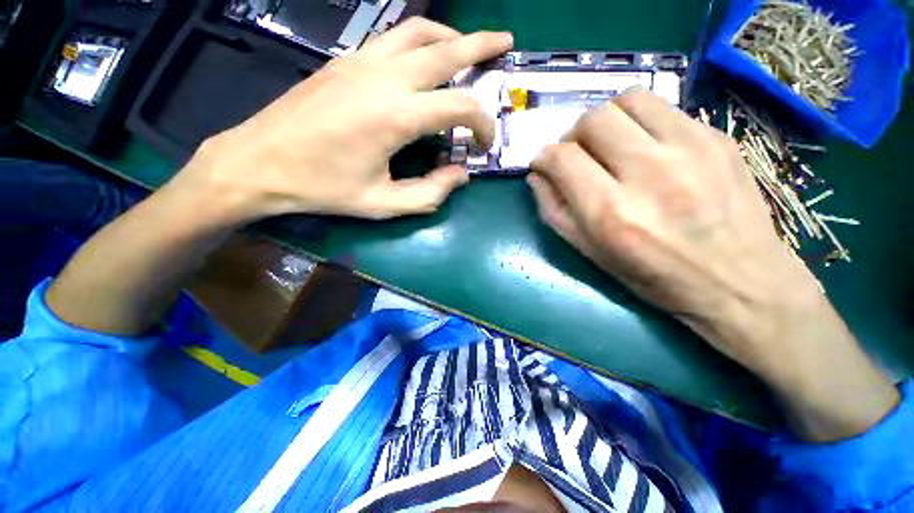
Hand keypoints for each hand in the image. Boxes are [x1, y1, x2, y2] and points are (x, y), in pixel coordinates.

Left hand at [175, 18, 512, 222]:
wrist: (261, 163)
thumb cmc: (325, 188)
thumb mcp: (384, 204)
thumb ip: (430, 194)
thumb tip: (460, 174)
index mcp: (396, 117)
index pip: (459, 106)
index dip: (481, 123)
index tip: (483, 143)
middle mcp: (384, 78)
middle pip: (446, 49)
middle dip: (482, 46)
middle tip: (507, 42)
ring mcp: (361, 62)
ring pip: (418, 32)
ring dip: (450, 36)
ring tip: (469, 45)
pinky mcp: (346, 60)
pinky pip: (392, 37)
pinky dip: (419, 39)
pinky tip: (425, 55)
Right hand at [529, 87, 897, 440]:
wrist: (748, 296)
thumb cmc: (655, 287)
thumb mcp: (589, 258)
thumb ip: (558, 212)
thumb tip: (540, 181)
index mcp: (606, 213)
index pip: (556, 157)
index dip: (543, 158)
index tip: (541, 166)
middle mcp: (640, 175)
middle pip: (589, 122)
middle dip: (570, 136)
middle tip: (571, 154)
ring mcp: (685, 150)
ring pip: (623, 104)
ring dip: (603, 122)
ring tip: (603, 145)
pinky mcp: (714, 141)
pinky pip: (659, 107)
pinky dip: (637, 118)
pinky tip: (639, 142)